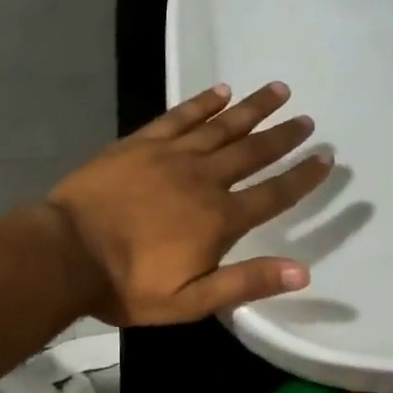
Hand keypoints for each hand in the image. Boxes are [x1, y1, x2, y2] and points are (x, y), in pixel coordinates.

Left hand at [46, 82, 332, 324]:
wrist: (67, 253)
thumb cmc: (127, 286)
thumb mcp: (189, 301)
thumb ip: (244, 283)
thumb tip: (303, 271)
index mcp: (219, 219)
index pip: (272, 194)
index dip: (301, 178)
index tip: (325, 158)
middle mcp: (203, 179)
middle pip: (252, 152)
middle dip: (282, 137)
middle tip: (307, 120)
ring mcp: (170, 156)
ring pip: (221, 125)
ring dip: (252, 108)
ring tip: (278, 91)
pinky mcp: (139, 144)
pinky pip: (179, 116)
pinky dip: (201, 103)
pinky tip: (220, 92)